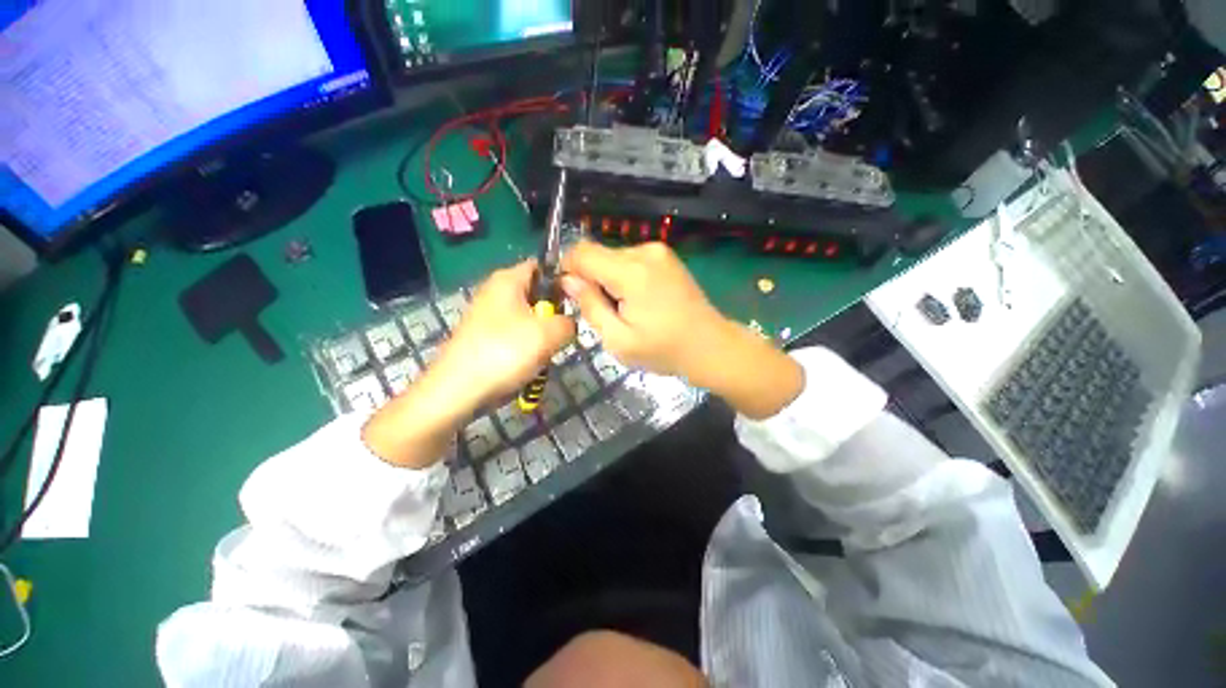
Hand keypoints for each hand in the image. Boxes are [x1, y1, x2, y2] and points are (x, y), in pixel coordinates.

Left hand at [363, 260, 573, 467]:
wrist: (458, 390)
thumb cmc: (505, 352)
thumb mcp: (550, 333)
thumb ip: (569, 322)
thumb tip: (568, 324)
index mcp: (508, 279)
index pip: (542, 266)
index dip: (563, 279)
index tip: (577, 301)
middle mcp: (495, 291)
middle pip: (537, 293)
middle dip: (553, 313)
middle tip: (561, 333)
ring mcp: (487, 315)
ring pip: (529, 317)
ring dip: (542, 335)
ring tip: (544, 352)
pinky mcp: (484, 337)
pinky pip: (516, 335)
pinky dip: (526, 347)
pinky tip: (529, 364)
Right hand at [561, 241, 803, 419]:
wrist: (710, 346)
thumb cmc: (664, 350)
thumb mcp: (618, 340)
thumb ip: (590, 306)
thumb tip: (568, 281)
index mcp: (631, 272)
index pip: (581, 253)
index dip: (566, 270)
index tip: (568, 294)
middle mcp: (644, 252)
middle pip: (597, 254)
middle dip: (590, 279)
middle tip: (602, 311)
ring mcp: (658, 251)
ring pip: (613, 257)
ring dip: (607, 279)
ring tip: (624, 309)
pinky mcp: (666, 256)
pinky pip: (630, 260)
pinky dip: (624, 277)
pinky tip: (638, 301)